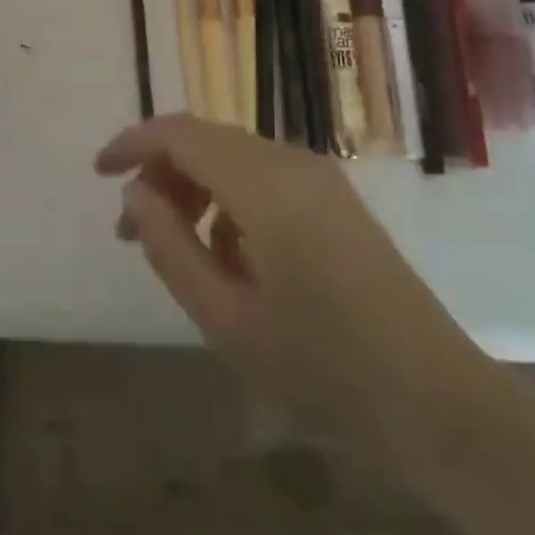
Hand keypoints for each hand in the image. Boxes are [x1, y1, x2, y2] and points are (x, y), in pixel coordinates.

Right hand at [96, 117, 491, 468]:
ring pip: (234, 156)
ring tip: (175, 245)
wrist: (436, 401)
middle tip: (131, 228)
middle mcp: (292, 162)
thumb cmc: (322, 367)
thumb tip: (135, 195)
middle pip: (206, 140)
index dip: (133, 144)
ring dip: (194, 186)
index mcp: (264, 185)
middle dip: (160, 172)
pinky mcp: (335, 199)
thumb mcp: (225, 318)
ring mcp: (319, 178)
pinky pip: (264, 176)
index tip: (99, 172)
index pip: (180, 134)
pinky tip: (230, 257)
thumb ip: (170, 247)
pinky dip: (229, 199)